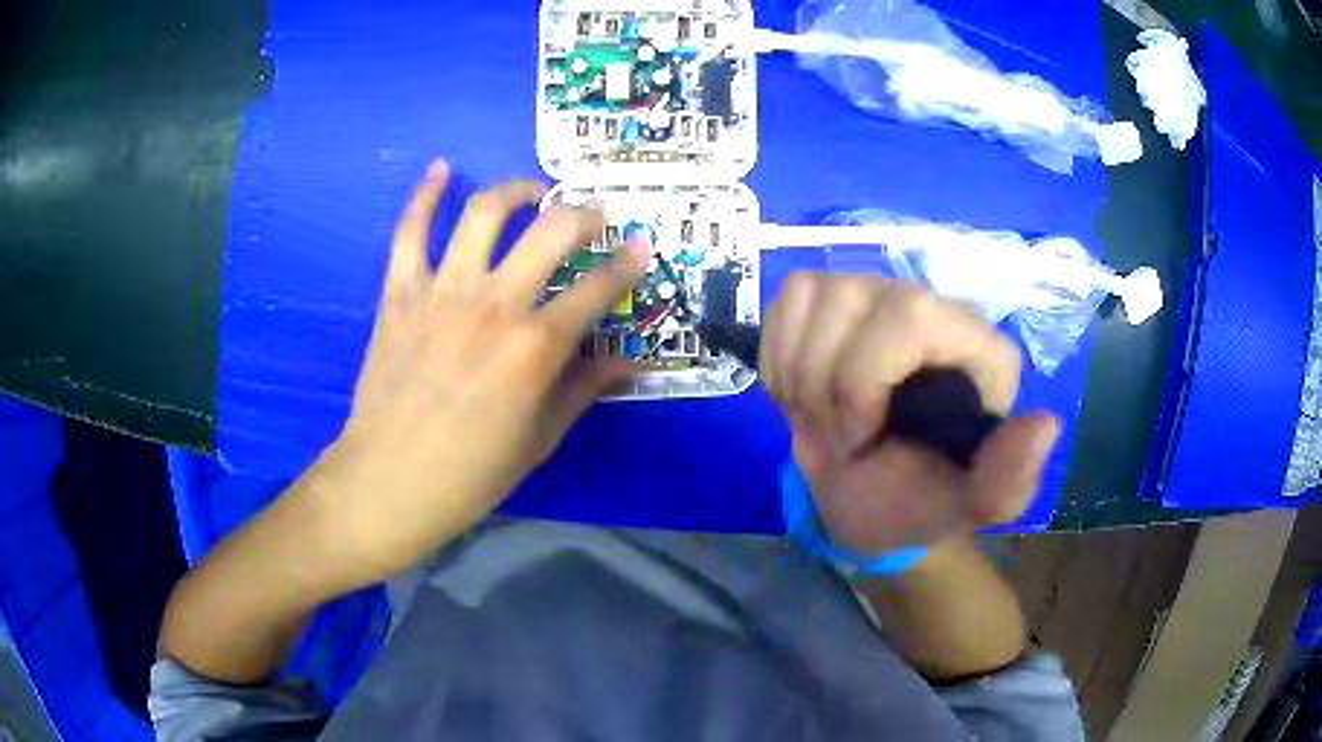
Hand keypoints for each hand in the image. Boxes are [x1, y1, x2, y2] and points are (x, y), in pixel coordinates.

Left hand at [304, 159, 648, 582]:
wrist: (389, 482)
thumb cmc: (471, 473)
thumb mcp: (540, 438)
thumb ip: (585, 389)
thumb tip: (633, 362)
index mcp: (534, 348)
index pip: (596, 289)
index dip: (626, 264)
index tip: (641, 245)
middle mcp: (494, 306)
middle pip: (549, 233)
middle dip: (583, 214)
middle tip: (594, 213)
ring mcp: (441, 293)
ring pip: (483, 215)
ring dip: (515, 192)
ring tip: (531, 191)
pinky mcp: (400, 295)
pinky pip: (409, 233)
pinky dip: (424, 197)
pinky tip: (441, 170)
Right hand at [760, 274, 1059, 554]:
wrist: (871, 499)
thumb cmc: (921, 500)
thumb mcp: (969, 507)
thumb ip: (1009, 479)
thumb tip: (1044, 425)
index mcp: (976, 347)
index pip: (910, 314)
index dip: (864, 377)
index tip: (859, 439)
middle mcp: (930, 306)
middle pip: (851, 295)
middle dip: (825, 380)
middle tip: (835, 436)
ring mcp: (876, 296)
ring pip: (811, 291)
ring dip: (798, 372)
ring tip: (820, 416)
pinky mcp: (831, 302)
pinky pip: (788, 298)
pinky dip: (779, 355)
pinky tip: (801, 391)